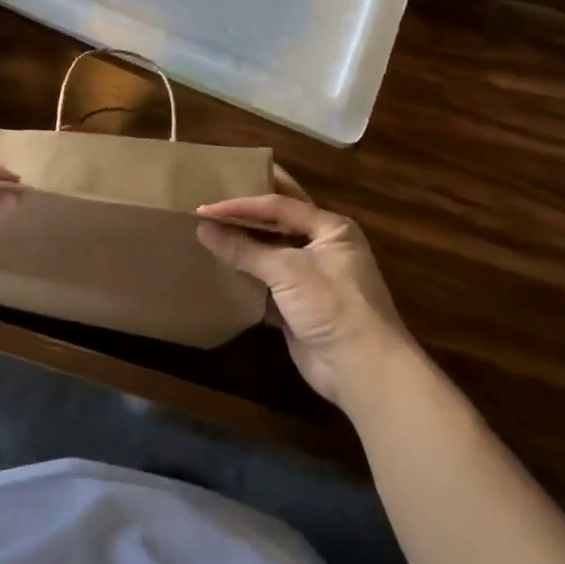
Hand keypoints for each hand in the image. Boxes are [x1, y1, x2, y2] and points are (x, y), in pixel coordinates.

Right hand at [197, 172, 414, 409]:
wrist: (361, 369)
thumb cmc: (332, 305)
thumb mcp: (287, 270)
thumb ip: (244, 249)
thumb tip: (202, 228)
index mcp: (330, 228)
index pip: (279, 205)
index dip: (241, 204)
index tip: (205, 207)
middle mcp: (322, 246)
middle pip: (279, 221)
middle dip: (248, 210)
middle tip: (215, 193)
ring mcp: (310, 277)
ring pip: (270, 251)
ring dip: (243, 244)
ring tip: (207, 229)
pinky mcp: (297, 305)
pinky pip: (265, 281)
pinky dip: (245, 276)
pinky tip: (218, 269)